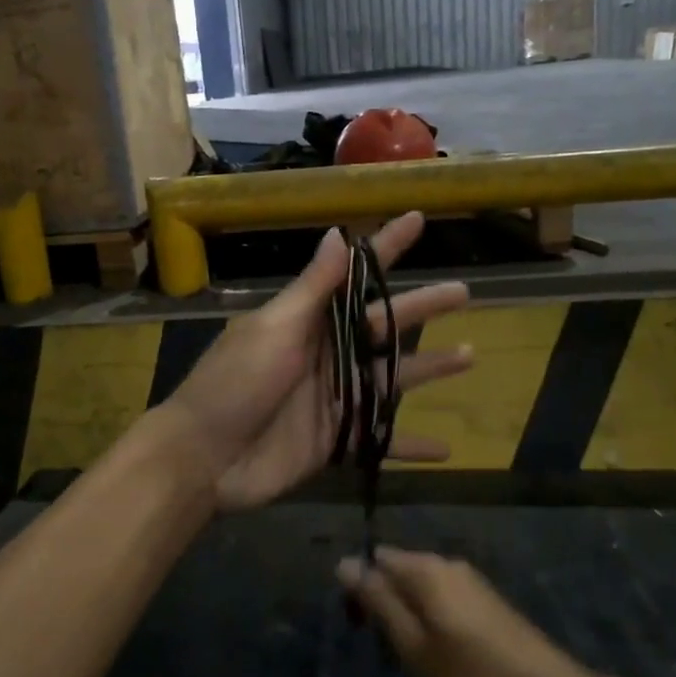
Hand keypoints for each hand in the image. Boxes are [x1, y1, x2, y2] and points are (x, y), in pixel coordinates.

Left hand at [163, 212, 472, 512]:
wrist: (204, 457)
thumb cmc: (236, 384)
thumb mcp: (274, 329)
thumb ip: (313, 290)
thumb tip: (338, 234)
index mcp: (308, 321)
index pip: (354, 276)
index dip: (385, 248)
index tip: (417, 219)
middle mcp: (326, 354)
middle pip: (384, 327)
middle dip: (423, 308)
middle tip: (465, 292)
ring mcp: (334, 398)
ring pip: (392, 379)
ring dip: (430, 368)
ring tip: (471, 355)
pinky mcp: (335, 440)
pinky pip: (380, 441)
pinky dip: (410, 446)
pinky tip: (446, 449)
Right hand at [337, 547, 592, 676]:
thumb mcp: (413, 646)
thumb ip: (378, 601)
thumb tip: (344, 562)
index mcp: (424, 569)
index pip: (373, 560)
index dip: (359, 592)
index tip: (361, 632)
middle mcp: (447, 564)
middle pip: (398, 573)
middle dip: (384, 606)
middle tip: (390, 655)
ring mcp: (472, 582)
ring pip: (421, 590)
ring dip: (409, 619)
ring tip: (417, 665)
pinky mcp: (489, 603)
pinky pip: (444, 602)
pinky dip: (433, 625)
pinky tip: (445, 661)